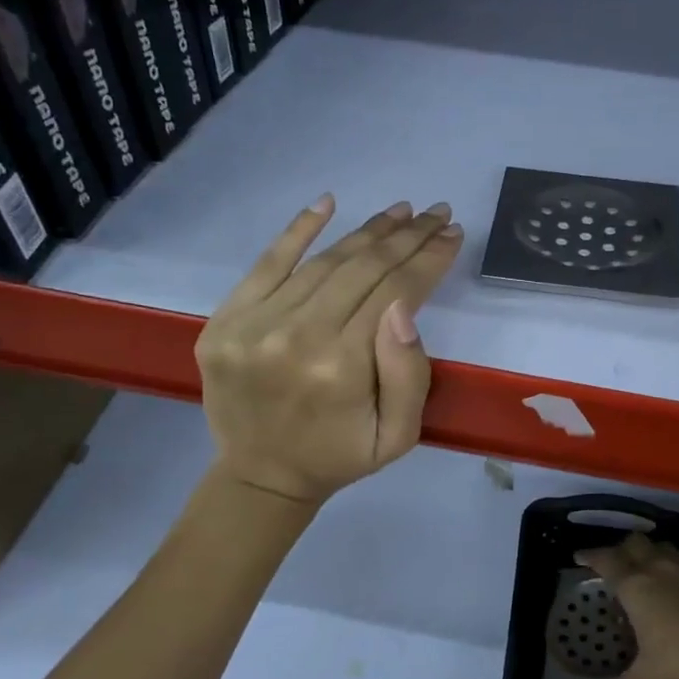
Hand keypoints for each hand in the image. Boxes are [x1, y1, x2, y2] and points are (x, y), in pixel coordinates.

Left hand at [198, 195, 463, 503]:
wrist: (262, 476)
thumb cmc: (340, 455)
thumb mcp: (398, 436)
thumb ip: (409, 375)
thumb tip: (403, 307)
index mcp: (342, 368)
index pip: (395, 292)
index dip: (428, 259)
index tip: (453, 234)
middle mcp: (296, 336)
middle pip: (363, 268)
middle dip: (407, 236)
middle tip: (435, 213)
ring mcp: (254, 324)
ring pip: (323, 262)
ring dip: (367, 231)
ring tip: (400, 212)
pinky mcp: (225, 319)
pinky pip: (266, 263)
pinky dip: (298, 229)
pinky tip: (327, 202)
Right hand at [576, 533, 678, 678]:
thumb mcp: (649, 675)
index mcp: (635, 586)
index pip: (606, 561)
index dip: (590, 556)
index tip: (579, 557)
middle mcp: (657, 568)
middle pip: (634, 543)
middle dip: (621, 548)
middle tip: (614, 563)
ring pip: (660, 547)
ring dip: (649, 552)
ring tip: (645, 568)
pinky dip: (673, 568)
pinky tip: (676, 586)